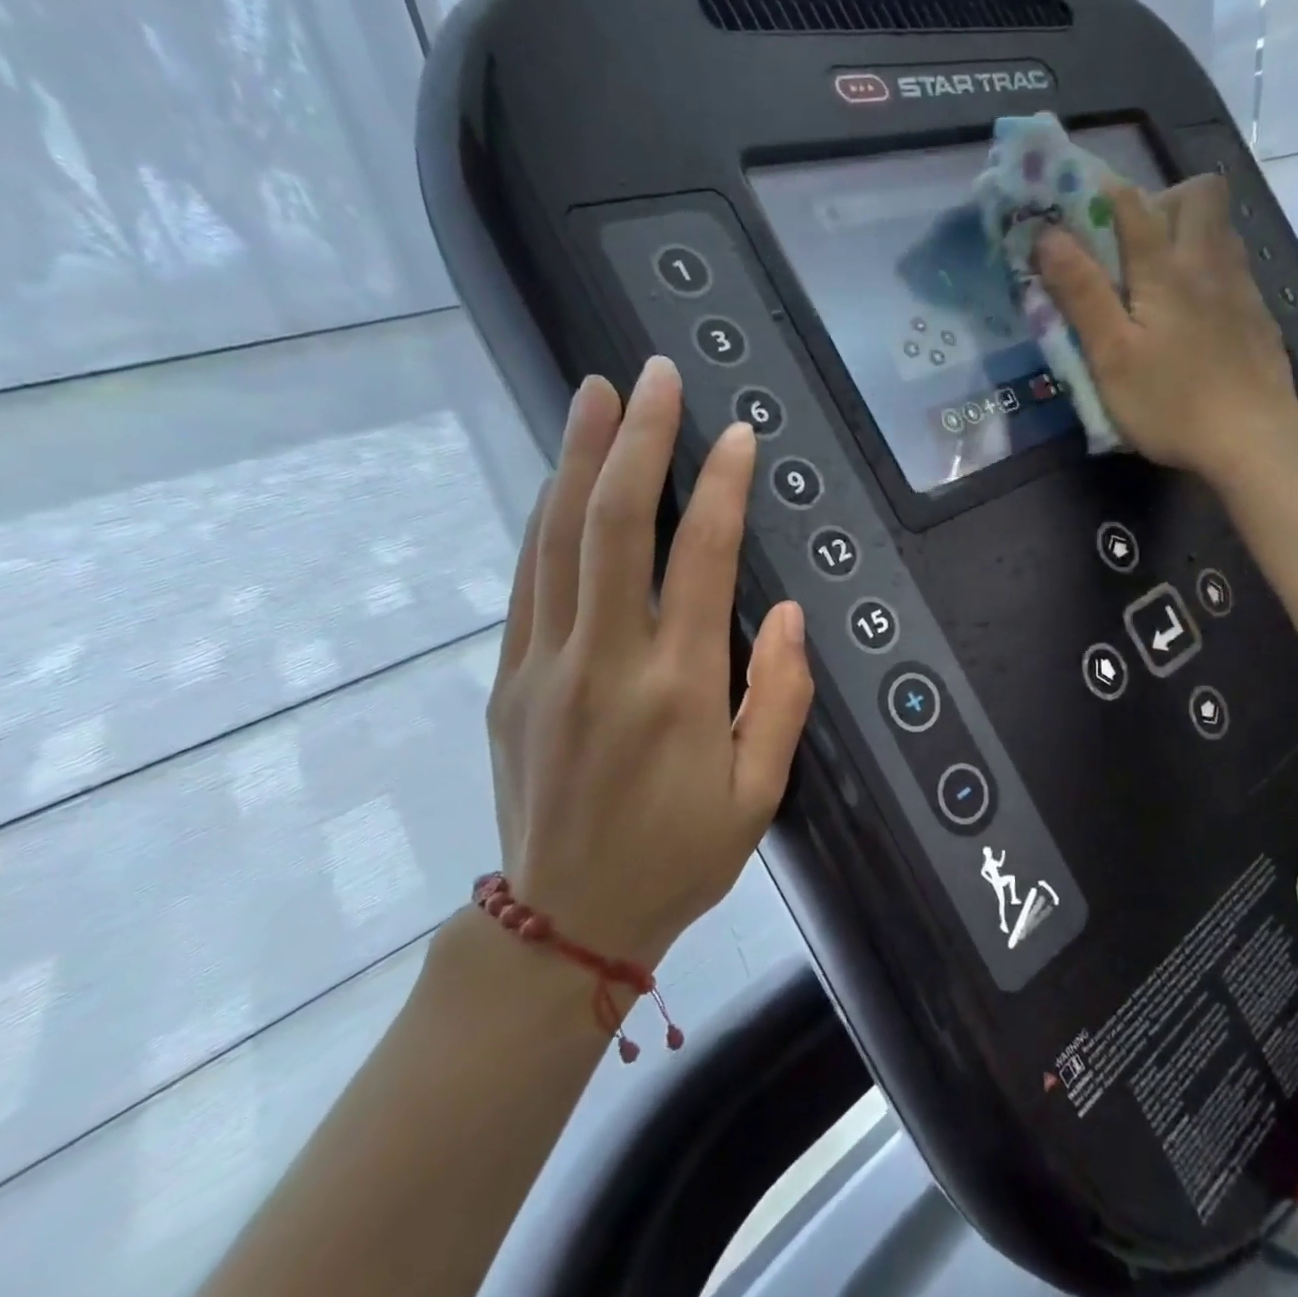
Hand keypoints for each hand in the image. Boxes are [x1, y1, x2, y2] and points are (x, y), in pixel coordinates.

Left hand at [484, 359, 812, 968]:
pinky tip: (561, 480)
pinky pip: (529, 580)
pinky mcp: (510, 679)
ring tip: (598, 393)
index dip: (722, 488)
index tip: (738, 435)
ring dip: (580, 458)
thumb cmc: (679, 858)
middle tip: (656, 376)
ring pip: (557, 539)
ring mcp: (544, 666)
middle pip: (614, 526)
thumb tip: (787, 613)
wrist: (565, 920)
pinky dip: (547, 519)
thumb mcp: (759, 793)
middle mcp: (604, 662)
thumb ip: (779, 697)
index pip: (701, 561)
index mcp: (677, 690)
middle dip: (639, 440)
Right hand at [1033, 174, 1297, 481]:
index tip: (1072, 208)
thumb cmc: (1170, 402)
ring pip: (1221, 231)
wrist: (1253, 439)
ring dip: (1189, 235)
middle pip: (1198, 194)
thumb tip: (1047, 236)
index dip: (1098, 194)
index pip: (1131, 204)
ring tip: (1159, 280)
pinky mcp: (1258, 318)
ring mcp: (1242, 289)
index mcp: (1165, 270)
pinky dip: (1209, 274)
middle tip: (1130, 247)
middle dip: (1161, 202)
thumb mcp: (1111, 356)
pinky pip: (1234, 270)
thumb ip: (1082, 294)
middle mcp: (1208, 263)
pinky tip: (1194, 318)